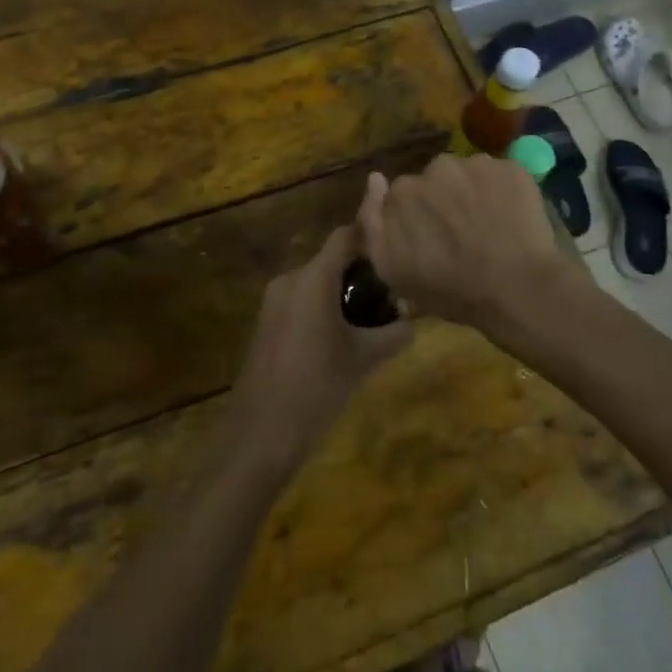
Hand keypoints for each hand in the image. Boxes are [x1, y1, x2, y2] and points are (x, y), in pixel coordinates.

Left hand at [229, 225, 411, 474]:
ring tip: (373, 320)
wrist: (260, 434)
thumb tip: (411, 320)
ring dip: (342, 294)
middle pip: (331, 261)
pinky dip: (323, 309)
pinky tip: (343, 339)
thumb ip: (393, 334)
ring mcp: (274, 302)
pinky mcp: (267, 324)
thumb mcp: (363, 360)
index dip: (371, 238)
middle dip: (361, 274)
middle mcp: (290, 280)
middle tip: (392, 295)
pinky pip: (301, 303)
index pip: (344, 237)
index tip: (397, 249)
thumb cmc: (316, 387)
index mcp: (312, 278)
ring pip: (316, 283)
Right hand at [356, 154, 569, 338]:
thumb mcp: (392, 270)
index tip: (429, 241)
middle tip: (461, 236)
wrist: (517, 289)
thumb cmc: (451, 289)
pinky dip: (503, 193)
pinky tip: (511, 221)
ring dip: (472, 194)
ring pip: (468, 176)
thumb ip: (371, 223)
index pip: (403, 196)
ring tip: (489, 228)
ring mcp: (476, 164)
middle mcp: (435, 167)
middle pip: (435, 181)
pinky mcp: (511, 168)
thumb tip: (375, 179)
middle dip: (443, 201)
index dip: (416, 218)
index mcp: (403, 191)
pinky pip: (500, 176)